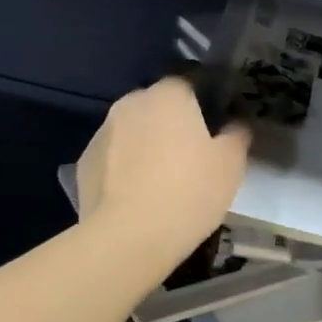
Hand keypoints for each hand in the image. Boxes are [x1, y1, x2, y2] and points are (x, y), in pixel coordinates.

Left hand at [76, 77, 249, 268]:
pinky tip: (136, 197)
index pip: (186, 85)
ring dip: (144, 147)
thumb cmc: (189, 191)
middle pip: (155, 107)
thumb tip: (234, 125)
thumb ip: (236, 136)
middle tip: (188, 158)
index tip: (210, 132)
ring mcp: (102, 133)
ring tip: (160, 182)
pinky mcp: (84, 163)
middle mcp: (130, 104)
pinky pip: (112, 159)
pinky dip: (123, 170)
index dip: (199, 106)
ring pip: (131, 132)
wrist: (130, 236)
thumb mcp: (231, 165)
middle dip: (169, 125)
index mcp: (168, 95)